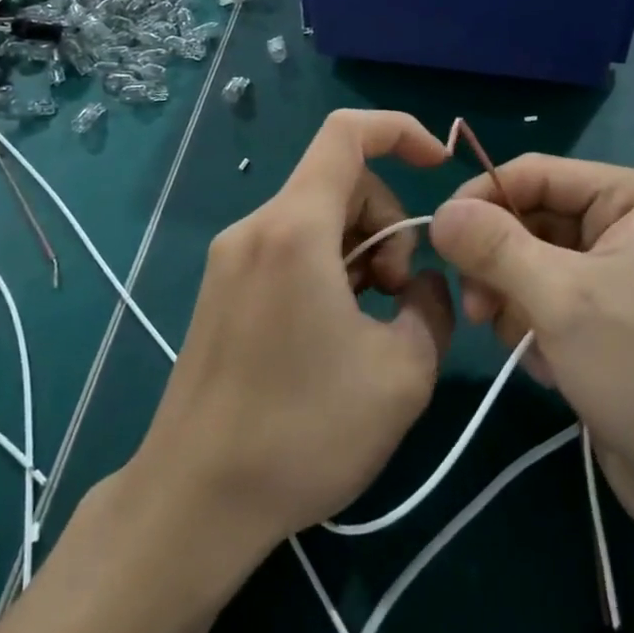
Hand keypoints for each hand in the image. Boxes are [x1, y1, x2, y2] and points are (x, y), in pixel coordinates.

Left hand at [131, 110, 453, 557]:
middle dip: (387, 223)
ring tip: (370, 324)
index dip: (400, 130)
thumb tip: (423, 283)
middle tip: (399, 296)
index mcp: (294, 229)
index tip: (439, 164)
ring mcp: (231, 258)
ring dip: (360, 252)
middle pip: (339, 182)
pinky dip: (328, 269)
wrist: (194, 502)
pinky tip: (334, 333)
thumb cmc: (302, 434)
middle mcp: (256, 228)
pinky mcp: (222, 289)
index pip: (346, 134)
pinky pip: (290, 249)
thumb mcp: (402, 374)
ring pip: (317, 219)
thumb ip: (432, 308)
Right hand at [429, 155, 633, 546]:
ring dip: (513, 302)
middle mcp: (629, 224)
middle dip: (499, 264)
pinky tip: (550, 365)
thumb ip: (494, 247)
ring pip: (529, 262)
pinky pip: (545, 298)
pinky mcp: (606, 316)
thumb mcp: (562, 299)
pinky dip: (534, 327)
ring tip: (523, 344)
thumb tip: (439, 212)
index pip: (537, 173)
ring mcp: (618, 272)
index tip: (438, 238)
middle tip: (476, 310)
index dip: (483, 199)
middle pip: (530, 218)